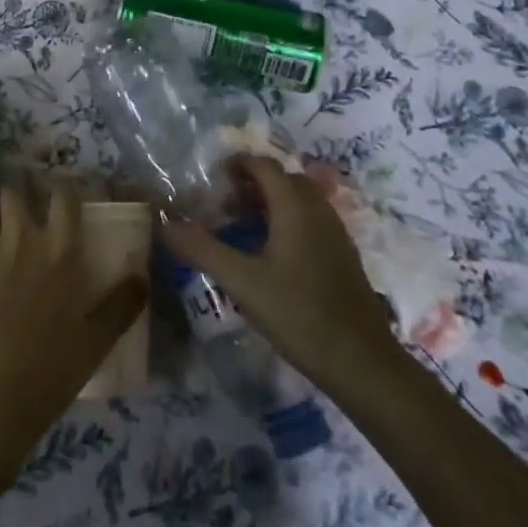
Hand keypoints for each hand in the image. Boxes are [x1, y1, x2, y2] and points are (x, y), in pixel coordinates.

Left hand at [0, 184, 146, 485]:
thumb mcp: (96, 343)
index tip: (65, 199)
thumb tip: (142, 276)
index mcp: (59, 251)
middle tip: (26, 215)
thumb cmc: (47, 372)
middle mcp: (20, 240)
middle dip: (20, 197)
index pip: (62, 198)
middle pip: (15, 193)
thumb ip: (121, 305)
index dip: (63, 192)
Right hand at [158, 155, 395, 389]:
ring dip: (271, 202)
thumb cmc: (299, 314)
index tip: (212, 179)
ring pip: (299, 200)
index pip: (263, 165)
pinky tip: (271, 255)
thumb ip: (202, 249)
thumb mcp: (242, 282)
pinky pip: (311, 221)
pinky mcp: (343, 255)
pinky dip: (288, 221)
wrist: (362, 362)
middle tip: (224, 204)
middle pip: (283, 178)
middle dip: (252, 183)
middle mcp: (318, 209)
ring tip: (242, 227)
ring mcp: (335, 232)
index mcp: (294, 206)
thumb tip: (165, 223)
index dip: (237, 164)